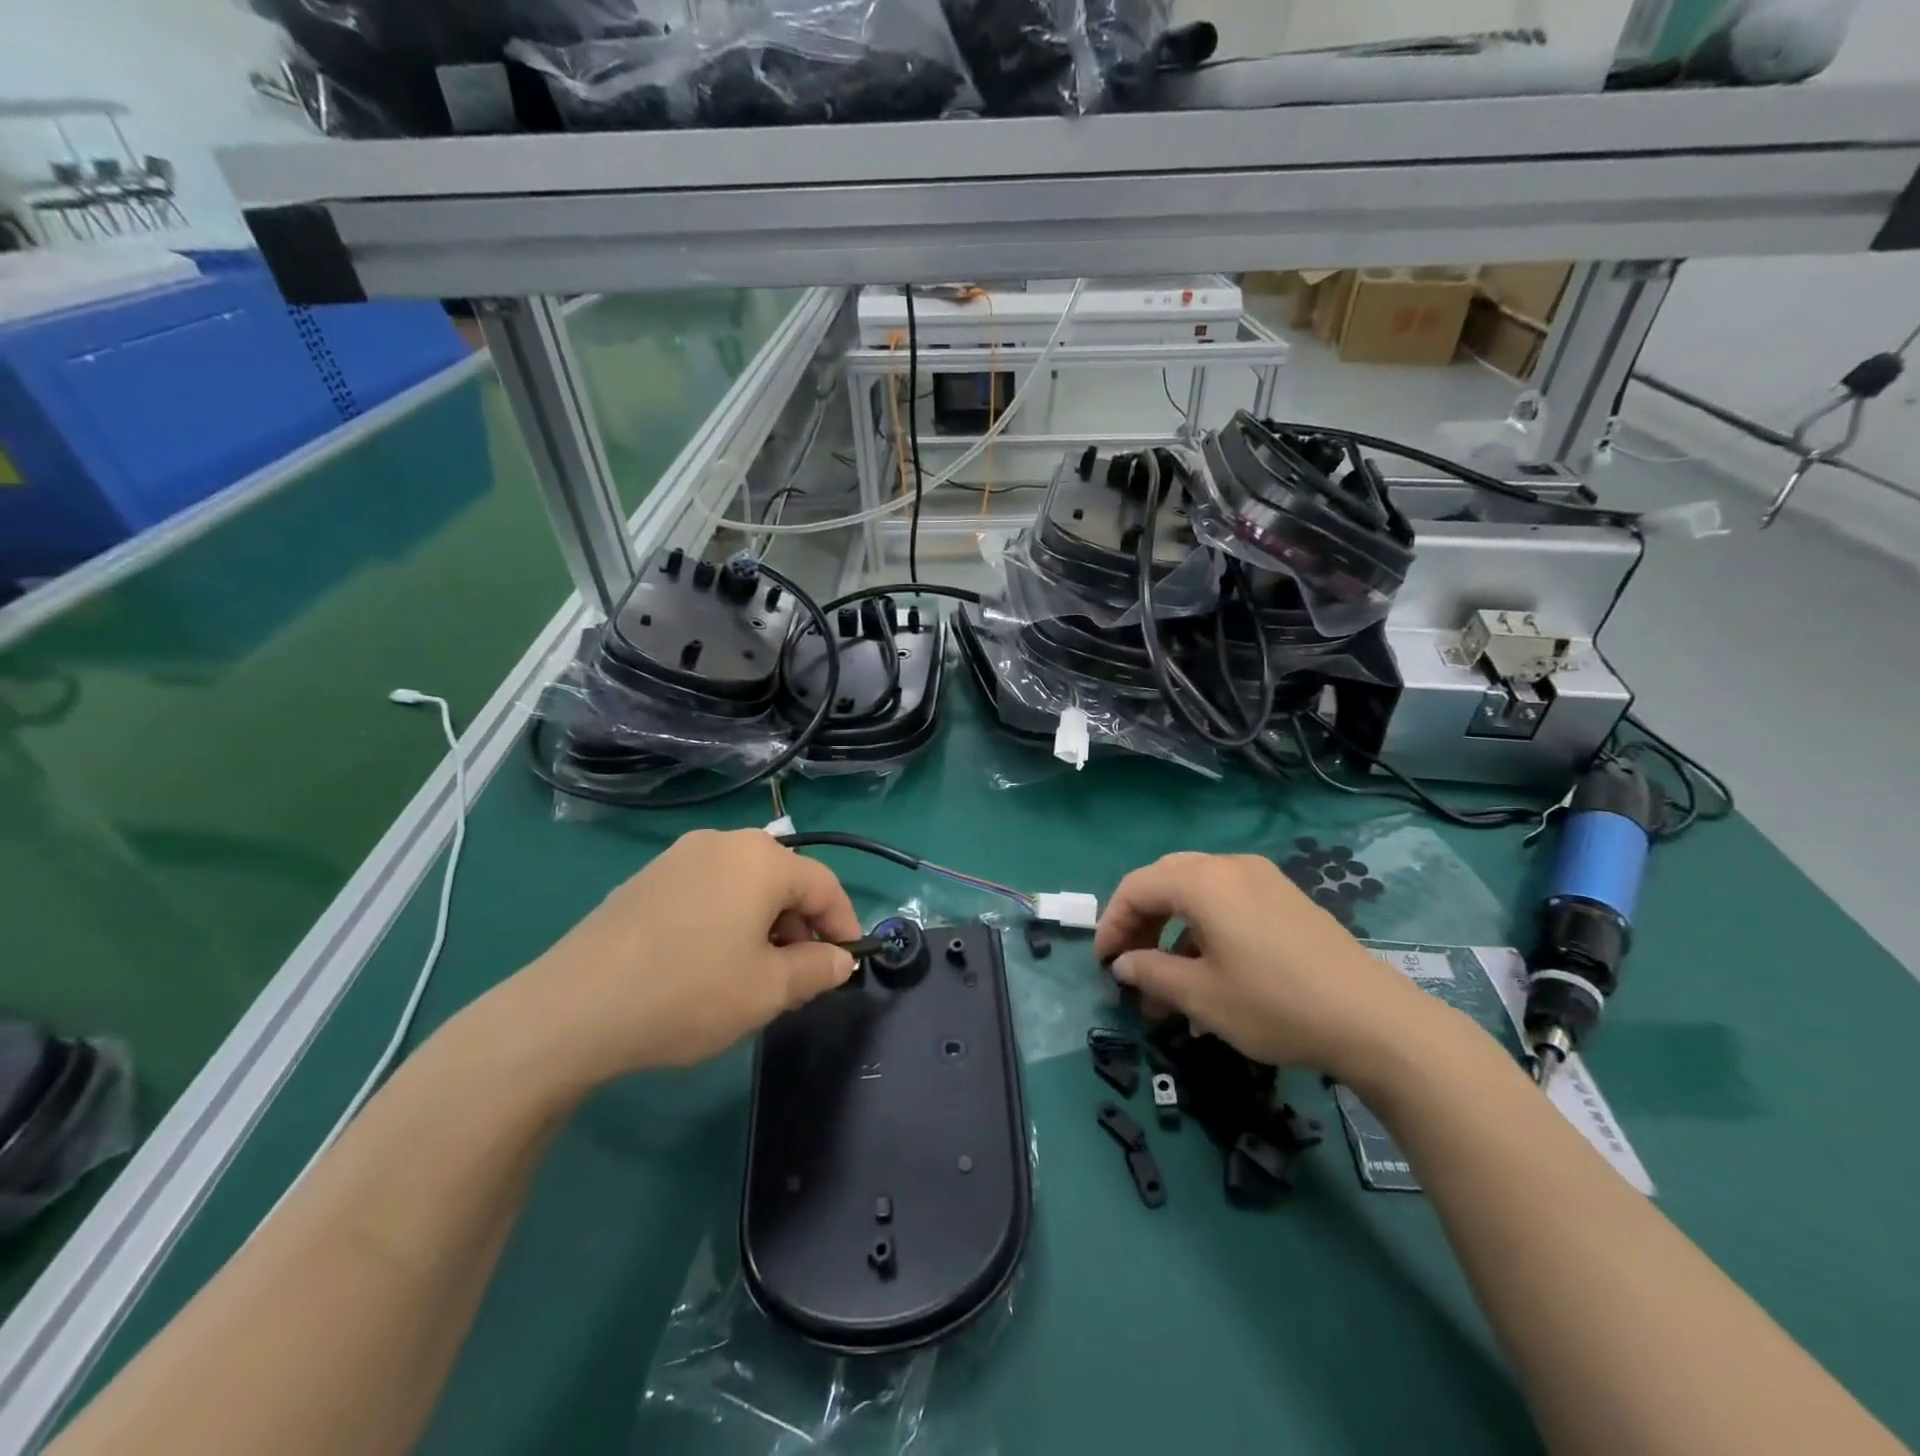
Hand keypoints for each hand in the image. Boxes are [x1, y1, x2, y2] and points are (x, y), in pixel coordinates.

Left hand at [522, 829, 862, 1078]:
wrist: (571, 1010)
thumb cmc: (688, 992)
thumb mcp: (768, 990)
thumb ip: (817, 969)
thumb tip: (839, 959)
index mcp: (760, 858)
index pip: (824, 884)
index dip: (845, 924)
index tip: (849, 963)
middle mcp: (722, 843)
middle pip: (783, 881)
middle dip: (801, 927)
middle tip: (799, 977)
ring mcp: (677, 857)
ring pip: (743, 887)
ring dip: (764, 925)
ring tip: (754, 976)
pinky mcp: (645, 880)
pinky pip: (707, 893)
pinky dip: (726, 921)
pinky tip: (707, 965)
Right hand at [1093, 852, 1443, 1079]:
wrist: (1374, 1021)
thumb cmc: (1274, 1004)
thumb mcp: (1201, 996)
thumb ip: (1150, 973)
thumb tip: (1124, 963)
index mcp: (1203, 881)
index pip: (1137, 887)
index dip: (1112, 923)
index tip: (1104, 964)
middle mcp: (1230, 867)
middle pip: (1165, 882)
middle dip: (1141, 923)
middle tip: (1131, 965)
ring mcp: (1263, 880)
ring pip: (1198, 894)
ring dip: (1173, 933)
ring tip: (1168, 987)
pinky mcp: (1287, 900)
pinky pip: (1229, 904)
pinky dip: (1205, 932)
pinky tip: (1209, 978)